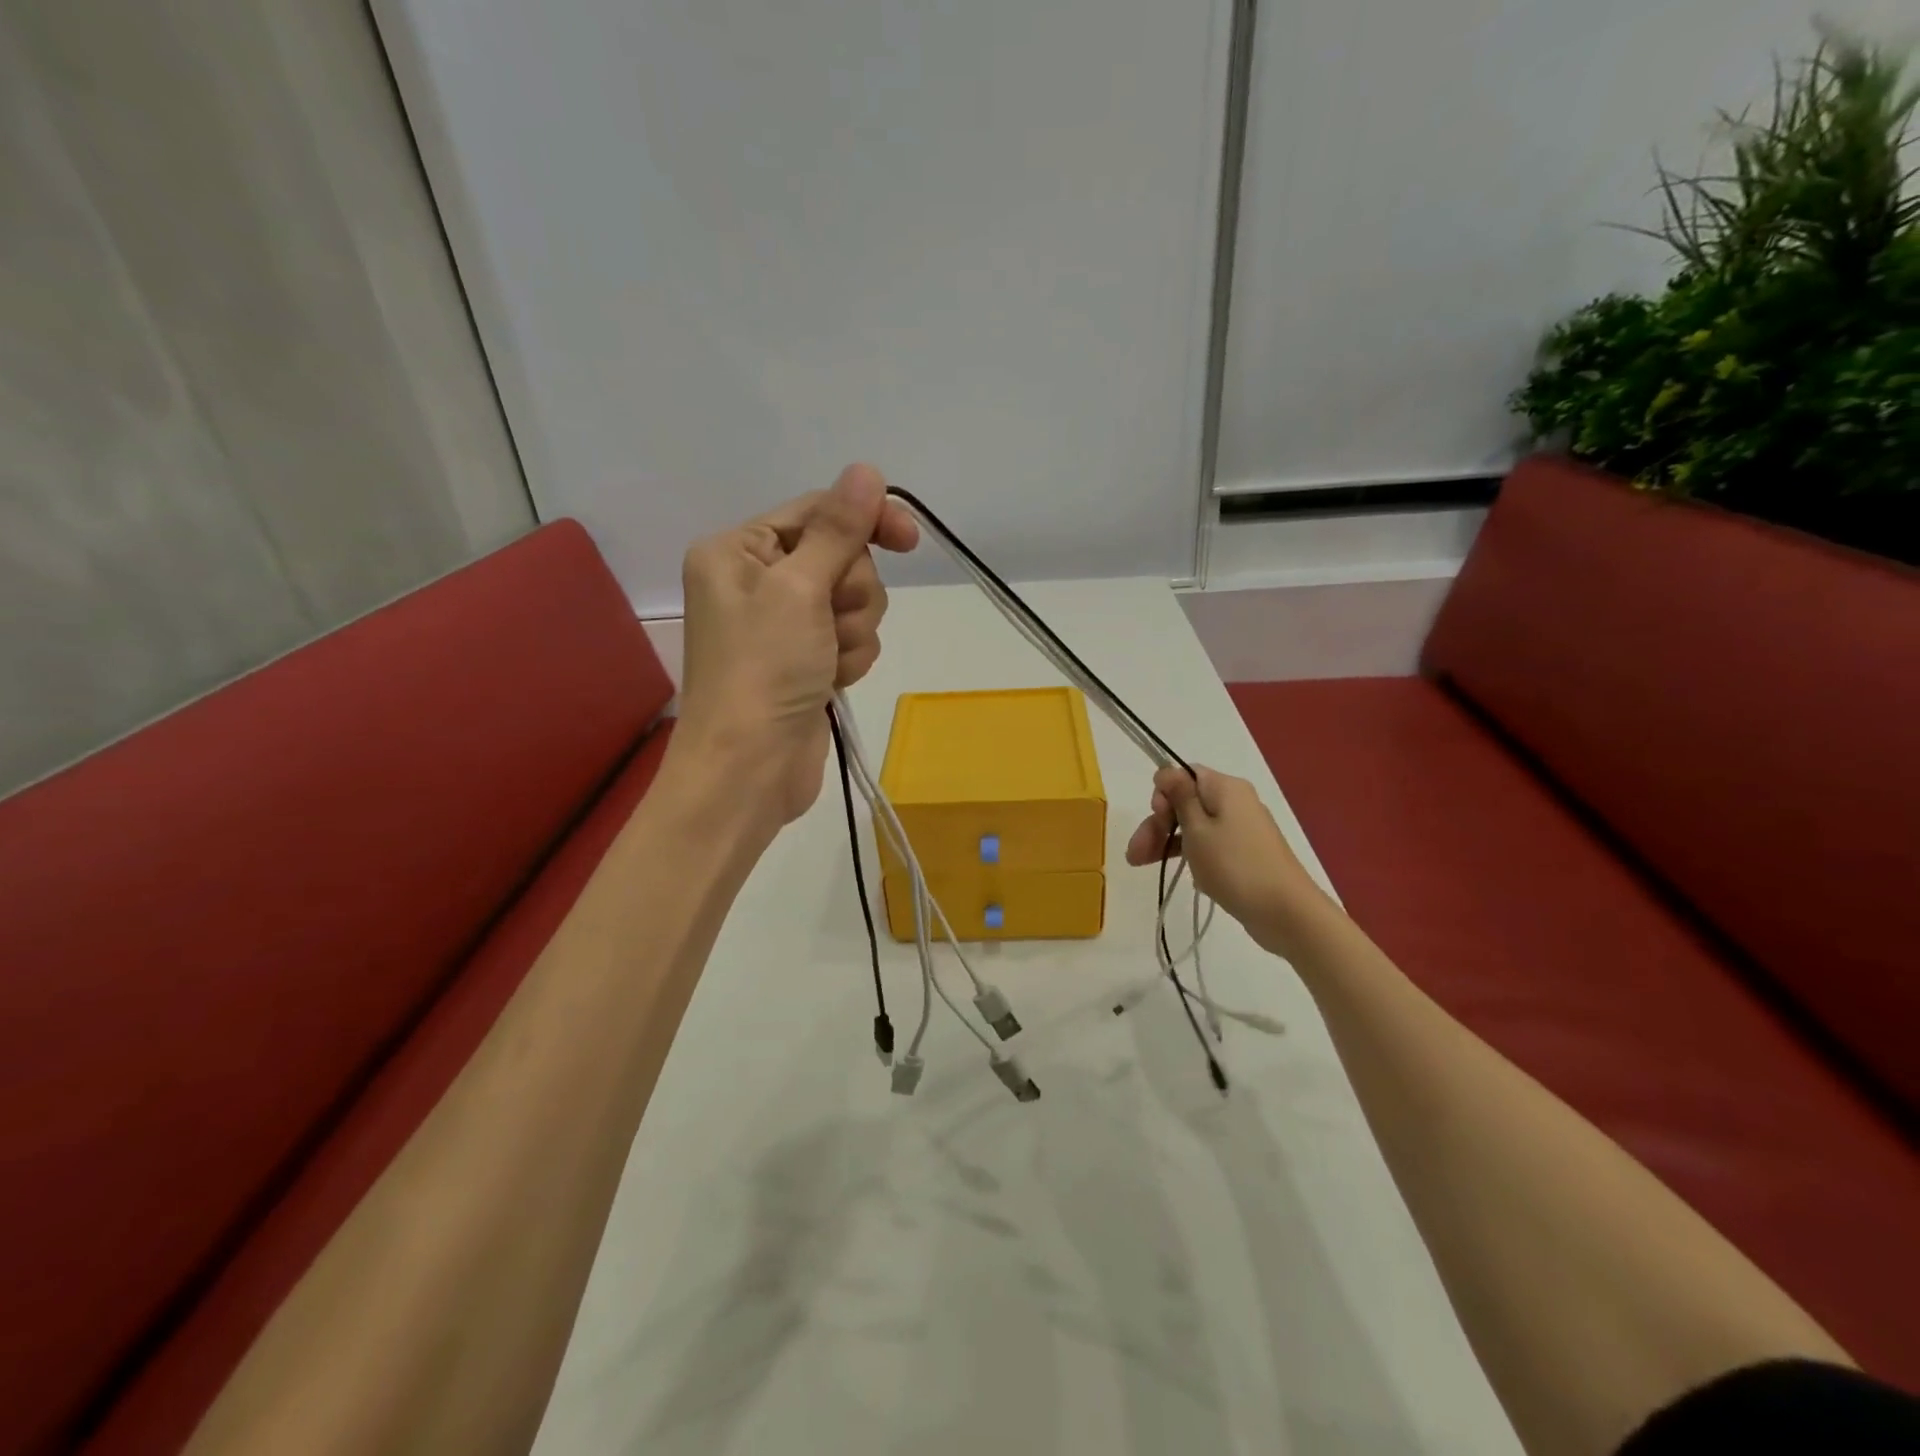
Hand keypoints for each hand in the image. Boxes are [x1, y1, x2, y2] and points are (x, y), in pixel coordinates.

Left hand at [674, 464, 917, 825]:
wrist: (750, 769)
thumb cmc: (763, 671)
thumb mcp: (800, 589)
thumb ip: (839, 530)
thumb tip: (865, 470)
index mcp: (738, 550)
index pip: (817, 512)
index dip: (864, 520)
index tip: (909, 539)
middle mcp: (757, 581)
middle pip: (842, 558)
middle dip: (850, 594)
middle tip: (829, 625)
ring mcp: (784, 624)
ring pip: (854, 602)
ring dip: (852, 631)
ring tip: (826, 662)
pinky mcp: (806, 660)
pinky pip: (851, 638)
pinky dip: (850, 658)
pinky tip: (831, 682)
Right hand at [1125, 765, 1329, 956]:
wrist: (1285, 912)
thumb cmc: (1234, 865)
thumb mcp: (1197, 829)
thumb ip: (1179, 797)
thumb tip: (1167, 770)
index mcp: (1225, 788)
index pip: (1184, 775)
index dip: (1164, 794)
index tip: (1156, 817)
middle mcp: (1235, 802)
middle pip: (1186, 802)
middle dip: (1158, 824)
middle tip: (1135, 853)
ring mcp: (1241, 829)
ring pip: (1194, 826)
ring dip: (1167, 842)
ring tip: (1141, 865)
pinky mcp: (1244, 854)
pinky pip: (1210, 845)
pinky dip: (1192, 855)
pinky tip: (1182, 874)